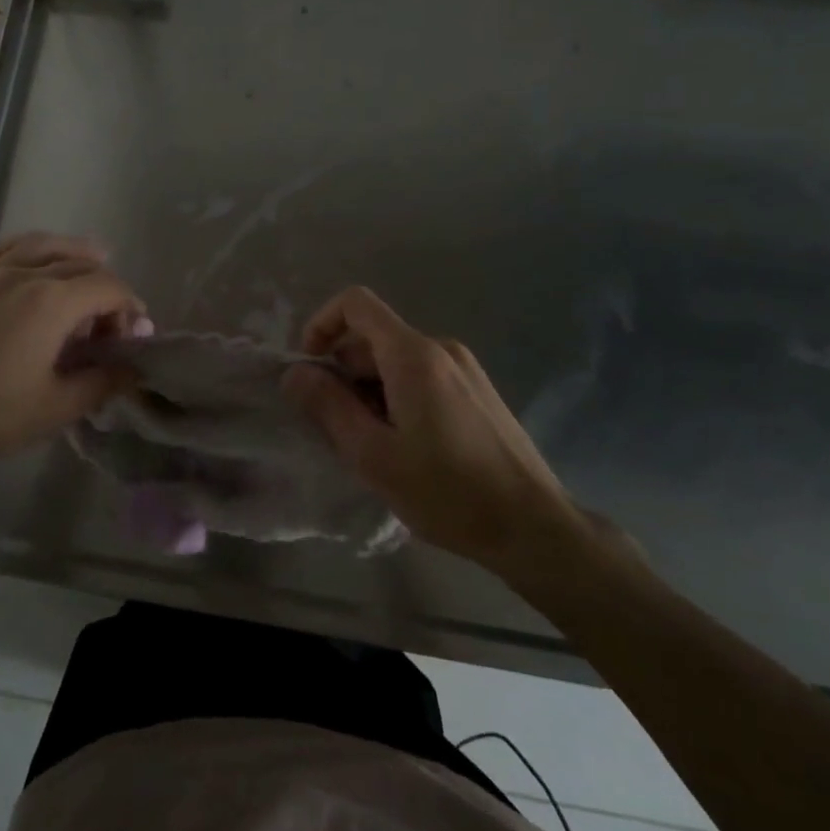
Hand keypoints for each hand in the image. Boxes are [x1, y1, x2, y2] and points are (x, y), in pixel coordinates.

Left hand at [0, 233, 147, 560]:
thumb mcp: (57, 408)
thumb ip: (103, 382)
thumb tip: (135, 368)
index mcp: (51, 301)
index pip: (108, 287)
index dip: (130, 307)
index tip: (134, 337)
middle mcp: (23, 275)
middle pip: (80, 265)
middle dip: (106, 288)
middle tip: (110, 325)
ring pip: (42, 246)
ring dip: (73, 252)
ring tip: (92, 258)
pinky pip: (3, 250)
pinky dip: (30, 248)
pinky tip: (36, 258)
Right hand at [282, 287, 581, 580]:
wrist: (534, 527)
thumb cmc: (448, 492)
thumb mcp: (373, 455)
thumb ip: (328, 406)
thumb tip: (294, 372)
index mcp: (413, 355)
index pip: (356, 303)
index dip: (322, 324)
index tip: (309, 367)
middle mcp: (441, 348)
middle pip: (373, 339)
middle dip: (344, 374)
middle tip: (338, 429)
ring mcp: (464, 368)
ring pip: (396, 362)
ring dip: (369, 391)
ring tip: (373, 446)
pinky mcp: (477, 391)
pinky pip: (422, 377)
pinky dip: (397, 398)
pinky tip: (406, 447)